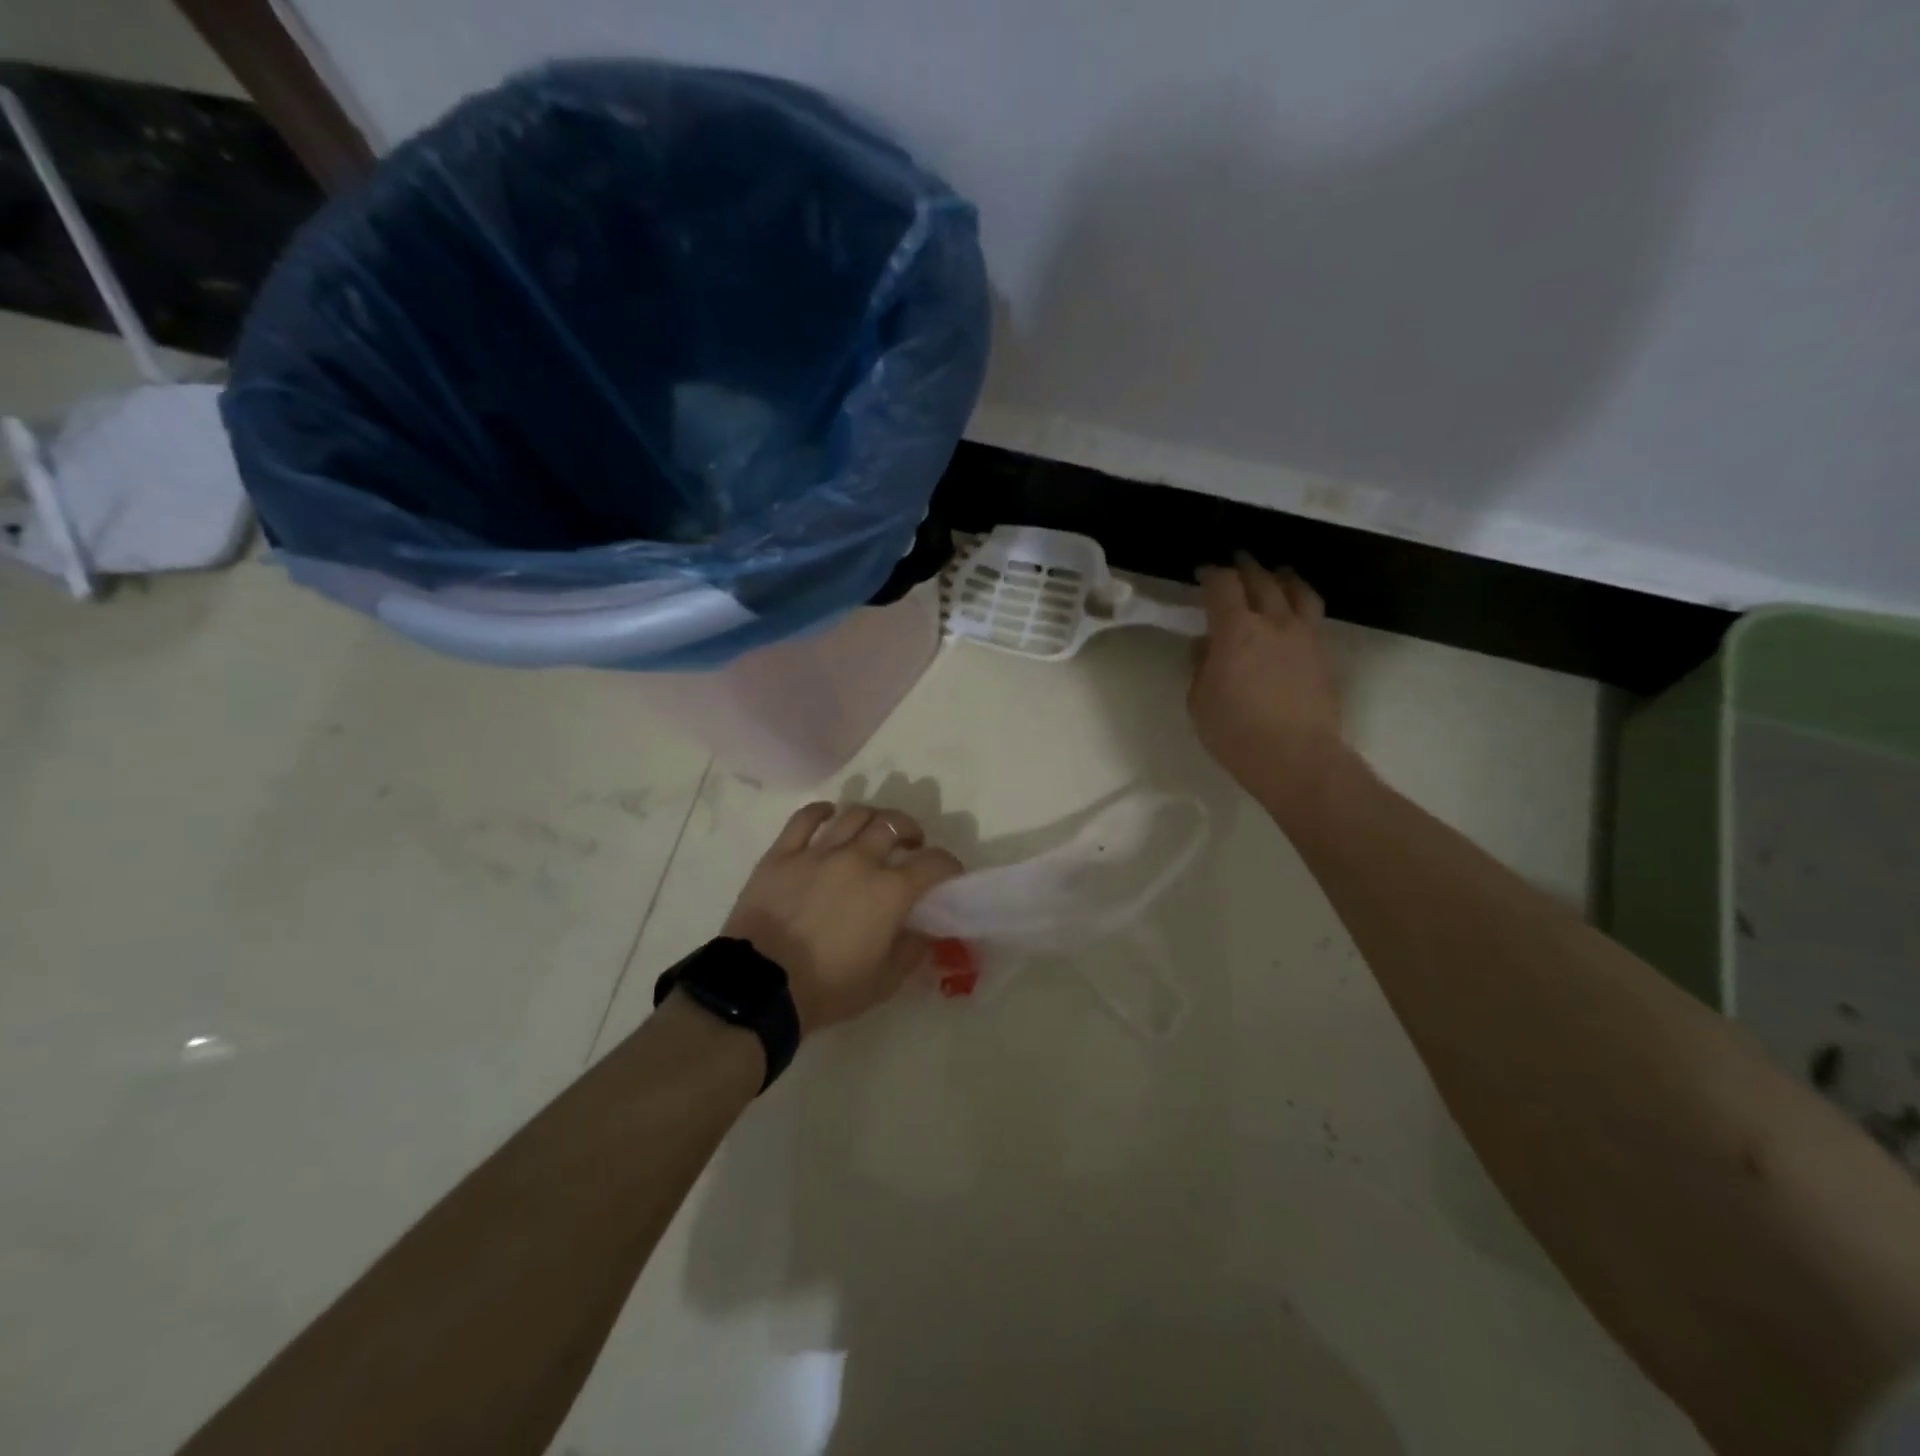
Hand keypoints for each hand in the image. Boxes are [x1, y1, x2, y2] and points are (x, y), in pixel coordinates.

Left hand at [721, 802, 962, 1034]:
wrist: (761, 987)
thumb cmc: (827, 988)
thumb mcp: (884, 982)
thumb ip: (911, 951)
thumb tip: (924, 932)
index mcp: (890, 891)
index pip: (934, 862)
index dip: (948, 864)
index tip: (949, 873)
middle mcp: (859, 860)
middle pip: (894, 824)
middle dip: (911, 830)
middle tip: (910, 844)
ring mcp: (818, 852)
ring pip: (855, 814)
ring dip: (873, 817)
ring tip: (873, 830)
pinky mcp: (783, 853)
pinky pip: (805, 818)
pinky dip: (823, 811)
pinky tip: (830, 815)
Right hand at [1189, 555, 1348, 814]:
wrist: (1296, 758)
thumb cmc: (1236, 733)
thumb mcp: (1199, 701)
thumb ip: (1201, 666)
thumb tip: (1207, 645)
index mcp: (1236, 631)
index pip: (1223, 586)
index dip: (1211, 575)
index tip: (1202, 573)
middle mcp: (1273, 623)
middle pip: (1261, 580)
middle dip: (1245, 567)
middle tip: (1236, 561)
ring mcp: (1304, 636)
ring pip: (1296, 591)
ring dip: (1281, 577)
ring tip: (1276, 572)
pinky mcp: (1323, 653)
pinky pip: (1313, 613)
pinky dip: (1300, 601)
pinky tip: (1295, 609)